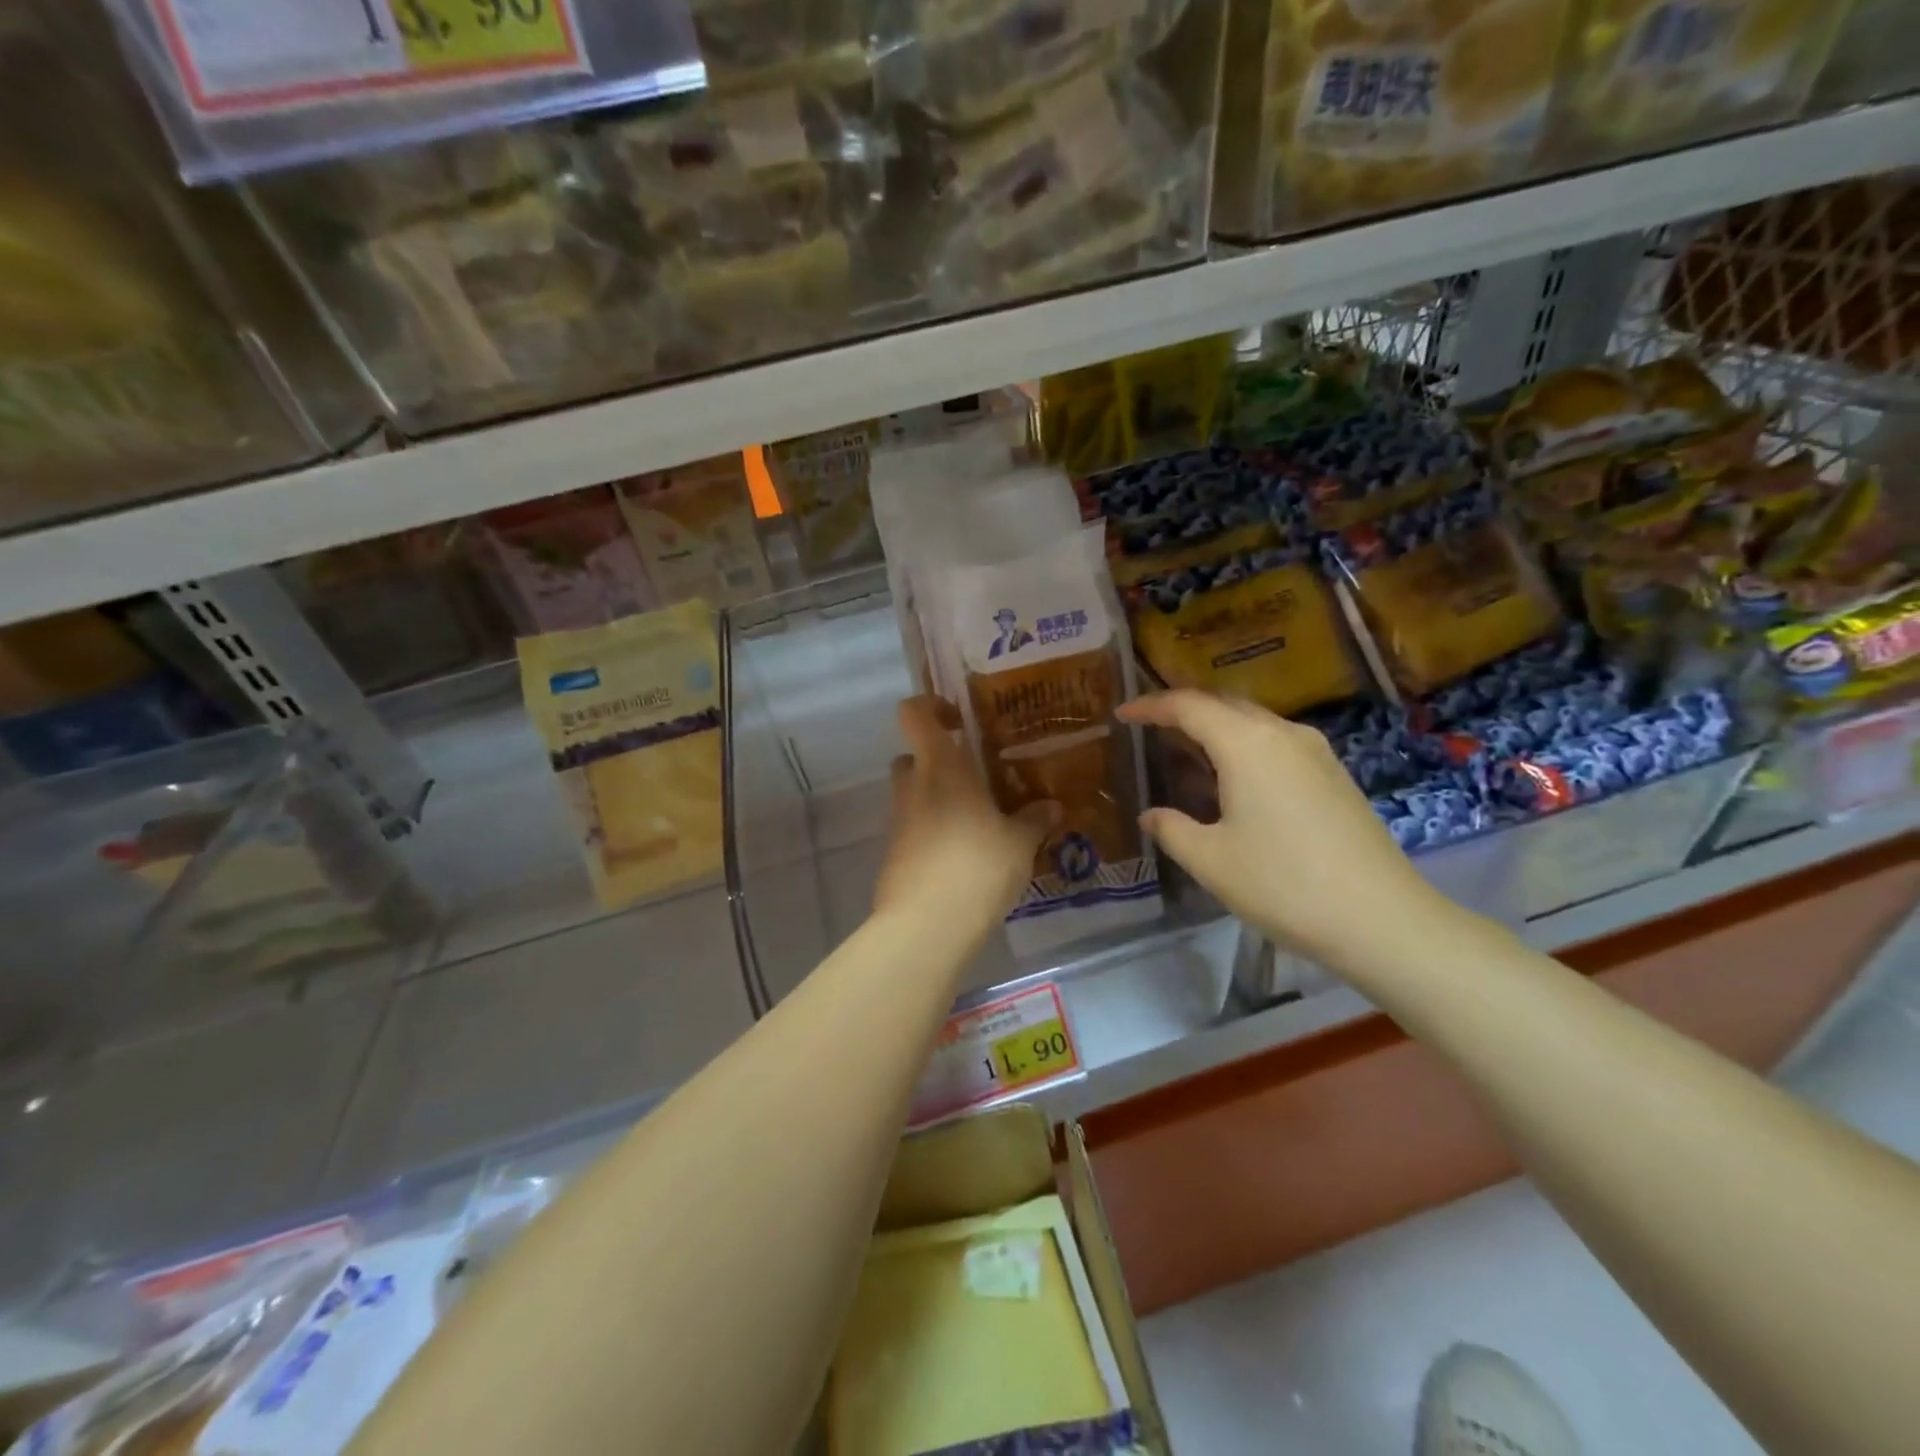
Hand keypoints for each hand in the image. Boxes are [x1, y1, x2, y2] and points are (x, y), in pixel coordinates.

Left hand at [872, 697, 1055, 935]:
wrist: (926, 925)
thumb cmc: (977, 866)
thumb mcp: (1019, 843)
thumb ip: (1034, 820)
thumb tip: (1051, 806)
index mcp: (941, 768)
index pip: (914, 714)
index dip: (929, 706)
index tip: (959, 718)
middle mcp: (912, 786)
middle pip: (914, 756)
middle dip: (940, 761)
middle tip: (976, 776)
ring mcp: (898, 821)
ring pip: (914, 793)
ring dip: (938, 798)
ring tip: (978, 820)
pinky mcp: (893, 853)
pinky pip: (914, 827)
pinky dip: (933, 830)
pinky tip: (964, 854)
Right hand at [1117, 691, 1454, 972]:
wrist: (1382, 919)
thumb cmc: (1283, 884)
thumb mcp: (1211, 861)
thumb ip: (1172, 829)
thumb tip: (1152, 816)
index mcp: (1247, 743)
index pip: (1188, 706)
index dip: (1151, 706)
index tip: (1123, 713)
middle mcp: (1283, 734)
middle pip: (1225, 704)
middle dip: (1184, 710)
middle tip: (1151, 728)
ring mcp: (1315, 752)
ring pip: (1254, 722)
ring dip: (1217, 729)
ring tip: (1188, 754)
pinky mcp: (1334, 775)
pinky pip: (1276, 743)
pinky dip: (1244, 747)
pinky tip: (1234, 780)